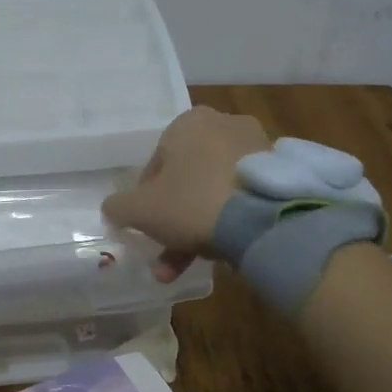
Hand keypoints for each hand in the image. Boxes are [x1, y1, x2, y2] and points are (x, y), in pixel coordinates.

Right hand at [102, 106, 269, 281]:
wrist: (264, 219)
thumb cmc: (192, 202)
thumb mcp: (140, 209)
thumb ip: (119, 207)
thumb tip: (112, 209)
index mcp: (189, 122)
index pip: (156, 162)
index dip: (145, 198)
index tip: (146, 226)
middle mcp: (224, 125)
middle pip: (187, 180)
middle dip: (173, 221)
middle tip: (164, 253)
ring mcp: (256, 149)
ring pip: (214, 193)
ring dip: (196, 229)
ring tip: (184, 269)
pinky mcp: (279, 174)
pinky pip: (241, 198)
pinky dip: (228, 222)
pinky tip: (218, 253)